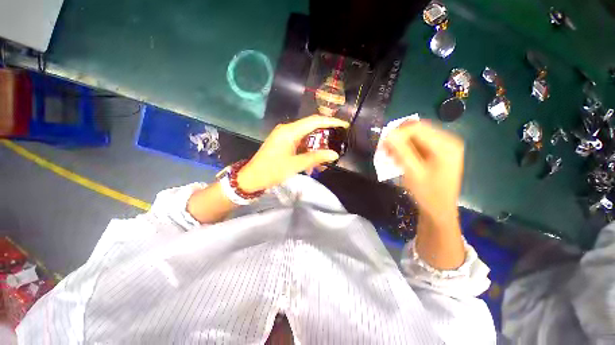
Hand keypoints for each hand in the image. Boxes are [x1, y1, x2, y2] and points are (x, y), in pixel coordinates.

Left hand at [237, 115, 348, 191]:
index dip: (330, 121)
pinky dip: (308, 151)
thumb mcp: (295, 165)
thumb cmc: (271, 171)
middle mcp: (287, 129)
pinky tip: (312, 162)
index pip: (314, 121)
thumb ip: (315, 158)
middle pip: (311, 127)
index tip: (344, 125)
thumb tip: (334, 154)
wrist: (252, 177)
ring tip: (325, 158)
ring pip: (306, 136)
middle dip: (325, 135)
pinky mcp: (283, 142)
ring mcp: (284, 136)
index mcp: (289, 131)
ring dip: (316, 146)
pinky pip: (300, 143)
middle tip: (337, 142)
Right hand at [383, 121, 463, 222]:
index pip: (416, 128)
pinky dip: (405, 149)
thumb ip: (401, 151)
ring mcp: (443, 146)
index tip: (383, 146)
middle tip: (385, 151)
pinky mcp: (438, 151)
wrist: (439, 210)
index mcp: (445, 145)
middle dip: (398, 139)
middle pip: (417, 130)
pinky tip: (399, 158)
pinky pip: (418, 144)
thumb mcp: (412, 172)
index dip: (397, 134)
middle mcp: (447, 140)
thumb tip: (388, 134)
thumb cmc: (427, 194)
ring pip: (415, 136)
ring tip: (390, 156)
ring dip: (400, 144)